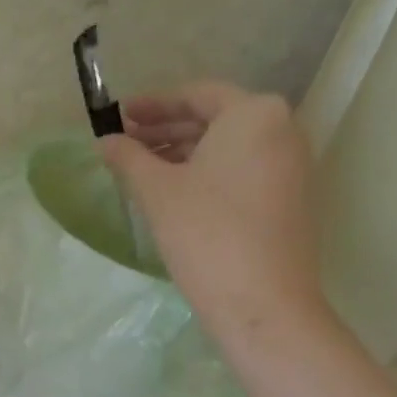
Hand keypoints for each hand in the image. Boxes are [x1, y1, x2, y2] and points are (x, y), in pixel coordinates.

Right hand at [100, 83, 324, 336]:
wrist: (261, 301)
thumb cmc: (205, 232)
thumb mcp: (156, 190)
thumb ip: (128, 158)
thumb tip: (105, 141)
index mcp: (254, 114)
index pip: (196, 95)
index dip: (153, 104)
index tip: (120, 116)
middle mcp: (282, 129)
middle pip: (215, 119)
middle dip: (167, 130)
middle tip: (126, 144)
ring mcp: (291, 166)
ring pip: (228, 147)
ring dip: (183, 153)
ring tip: (142, 170)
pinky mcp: (289, 198)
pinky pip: (241, 170)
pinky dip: (206, 173)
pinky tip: (173, 193)